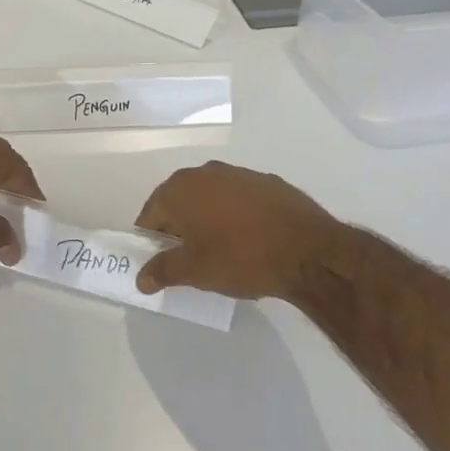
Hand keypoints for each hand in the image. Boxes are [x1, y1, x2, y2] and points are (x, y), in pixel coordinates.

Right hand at [134, 161, 340, 300]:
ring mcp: (239, 173)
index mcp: (180, 189)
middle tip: (190, 260)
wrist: (308, 250)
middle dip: (179, 229)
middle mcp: (205, 172)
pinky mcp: (268, 182)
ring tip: (222, 251)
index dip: (152, 241)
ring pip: (211, 199)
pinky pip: (239, 200)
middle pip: (179, 202)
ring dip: (208, 220)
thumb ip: (162, 271)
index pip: (151, 215)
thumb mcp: (194, 271)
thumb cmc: (240, 257)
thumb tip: (141, 278)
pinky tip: (250, 241)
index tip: (162, 264)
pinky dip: (236, 216)